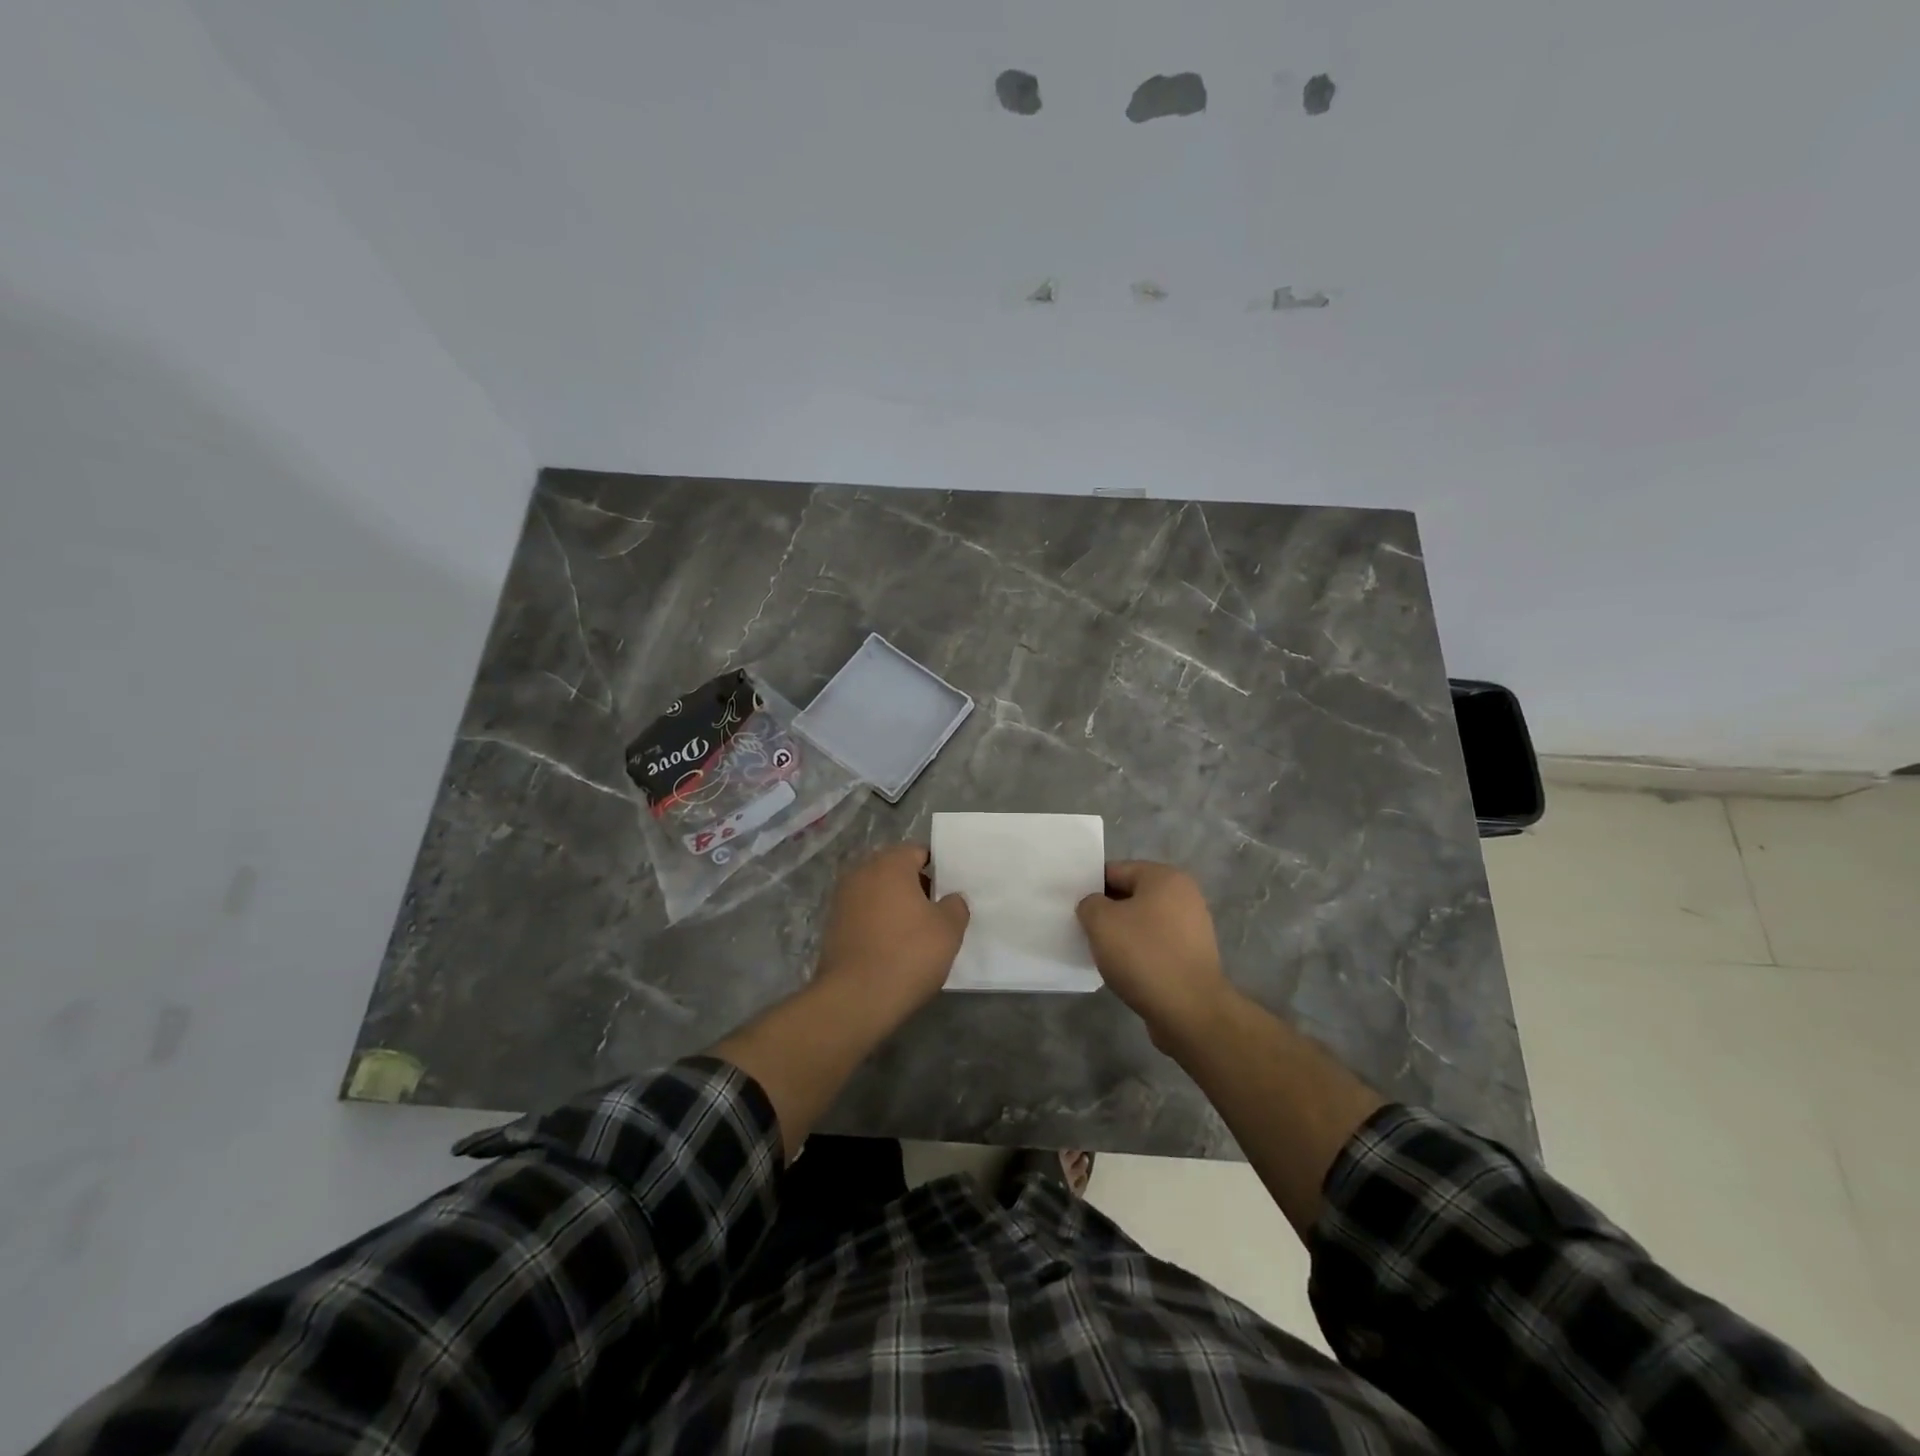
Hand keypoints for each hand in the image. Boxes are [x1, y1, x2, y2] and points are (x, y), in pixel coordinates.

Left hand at [814, 843, 969, 1018]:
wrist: (855, 998)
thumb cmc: (908, 954)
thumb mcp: (948, 929)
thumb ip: (956, 905)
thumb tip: (951, 898)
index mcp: (890, 864)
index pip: (918, 852)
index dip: (938, 869)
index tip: (950, 891)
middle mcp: (862, 872)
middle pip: (895, 870)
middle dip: (915, 886)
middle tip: (937, 912)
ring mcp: (842, 899)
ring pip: (878, 893)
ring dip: (895, 905)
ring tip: (915, 932)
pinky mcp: (832, 925)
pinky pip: (863, 914)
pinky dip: (878, 923)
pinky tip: (892, 947)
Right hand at [1077, 861, 1232, 1048]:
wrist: (1190, 1011)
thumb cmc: (1144, 956)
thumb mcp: (1101, 921)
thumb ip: (1089, 904)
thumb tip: (1095, 907)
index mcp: (1165, 878)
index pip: (1116, 870)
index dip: (1090, 886)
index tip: (1072, 906)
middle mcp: (1184, 896)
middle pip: (1131, 896)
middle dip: (1106, 911)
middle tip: (1082, 929)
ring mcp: (1192, 928)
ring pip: (1143, 923)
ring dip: (1122, 935)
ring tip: (1100, 952)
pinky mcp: (1192, 957)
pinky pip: (1155, 946)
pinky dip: (1138, 954)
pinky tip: (1122, 970)